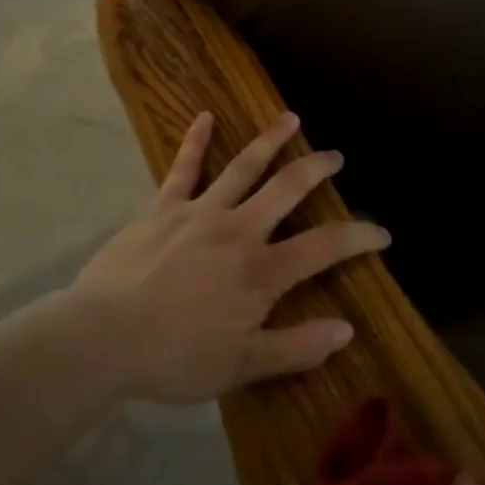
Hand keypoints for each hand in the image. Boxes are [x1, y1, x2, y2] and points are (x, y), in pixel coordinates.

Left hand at [71, 111, 389, 404]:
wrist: (102, 339)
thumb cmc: (175, 357)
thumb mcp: (242, 366)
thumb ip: (297, 347)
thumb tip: (347, 330)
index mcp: (261, 271)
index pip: (324, 247)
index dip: (358, 236)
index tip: (382, 232)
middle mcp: (238, 230)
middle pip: (287, 189)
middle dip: (316, 170)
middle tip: (336, 156)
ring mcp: (199, 212)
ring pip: (244, 167)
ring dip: (270, 141)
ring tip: (291, 119)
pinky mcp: (163, 207)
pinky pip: (183, 168)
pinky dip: (195, 141)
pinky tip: (204, 117)